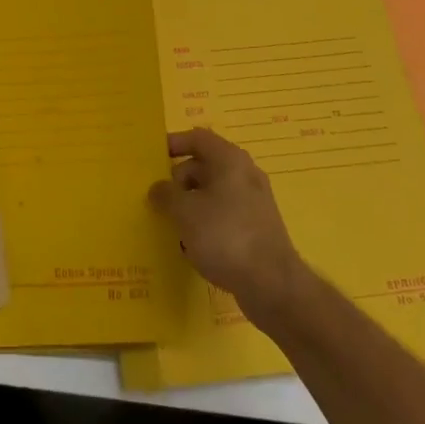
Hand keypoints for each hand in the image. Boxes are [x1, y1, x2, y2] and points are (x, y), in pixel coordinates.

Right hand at [149, 128, 305, 319]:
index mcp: (230, 160)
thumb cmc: (225, 235)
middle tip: (158, 200)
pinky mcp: (256, 229)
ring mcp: (253, 203)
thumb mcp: (185, 212)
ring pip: (212, 194)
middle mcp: (244, 175)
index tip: (152, 158)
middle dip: (178, 181)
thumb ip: (166, 195)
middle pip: (203, 166)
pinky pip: (223, 216)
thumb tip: (157, 188)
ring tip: (170, 225)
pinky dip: (205, 224)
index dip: (174, 143)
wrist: (272, 285)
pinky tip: (192, 247)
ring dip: (190, 205)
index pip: (197, 138)